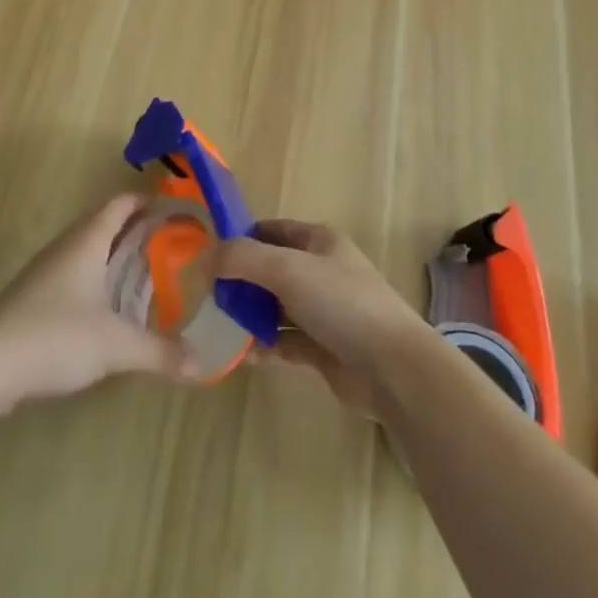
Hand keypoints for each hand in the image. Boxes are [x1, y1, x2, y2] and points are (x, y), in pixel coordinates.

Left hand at [0, 194, 198, 408]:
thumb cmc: (54, 337)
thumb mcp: (115, 346)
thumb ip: (160, 352)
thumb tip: (202, 364)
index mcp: (88, 240)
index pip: (121, 203)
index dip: (148, 201)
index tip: (177, 209)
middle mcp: (67, 246)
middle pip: (106, 223)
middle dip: (138, 229)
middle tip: (172, 243)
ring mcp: (46, 270)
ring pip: (88, 249)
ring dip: (116, 254)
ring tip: (148, 273)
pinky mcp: (34, 296)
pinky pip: (75, 272)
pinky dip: (98, 276)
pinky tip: (108, 306)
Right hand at [214, 219, 437, 416]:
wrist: (393, 368)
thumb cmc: (341, 303)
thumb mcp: (287, 269)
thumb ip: (243, 259)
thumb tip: (205, 257)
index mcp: (319, 241)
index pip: (272, 230)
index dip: (242, 237)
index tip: (209, 253)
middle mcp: (321, 271)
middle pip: (272, 269)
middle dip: (242, 280)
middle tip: (208, 295)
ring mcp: (324, 311)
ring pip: (277, 307)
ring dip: (251, 315)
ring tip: (219, 325)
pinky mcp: (324, 349)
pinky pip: (285, 341)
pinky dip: (265, 345)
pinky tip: (242, 355)